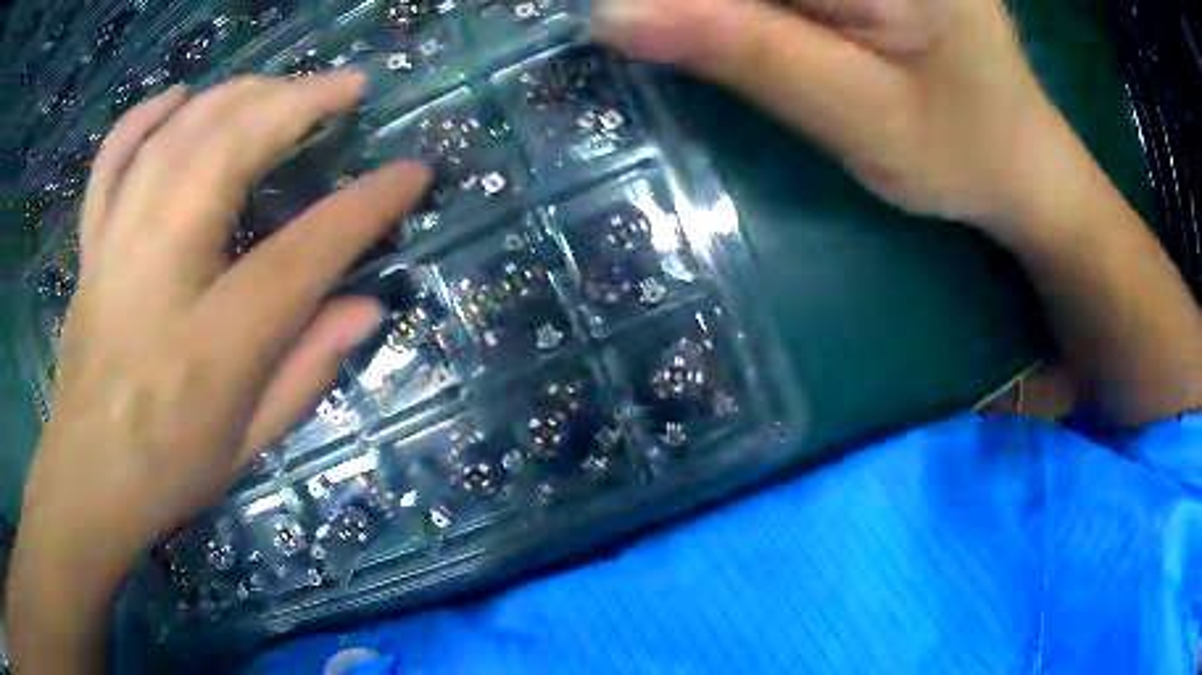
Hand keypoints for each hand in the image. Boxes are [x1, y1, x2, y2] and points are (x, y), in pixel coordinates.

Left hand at [6, 72, 428, 671]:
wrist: (88, 480)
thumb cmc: (170, 468)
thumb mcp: (251, 441)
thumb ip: (309, 369)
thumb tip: (366, 306)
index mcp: (217, 335)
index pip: (307, 248)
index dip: (367, 204)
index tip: (412, 173)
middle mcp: (163, 264)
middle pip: (234, 147)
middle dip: (301, 101)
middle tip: (347, 87)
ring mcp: (119, 243)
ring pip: (180, 132)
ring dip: (238, 93)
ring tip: (280, 86)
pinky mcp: (93, 243)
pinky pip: (116, 156)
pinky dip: (146, 115)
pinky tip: (179, 96)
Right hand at [592, 0, 1061, 225]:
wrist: (1023, 164)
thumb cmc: (961, 153)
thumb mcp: (856, 113)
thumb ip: (743, 51)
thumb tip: (606, 14)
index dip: (674, 2)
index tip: (623, 25)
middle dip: (701, 11)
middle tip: (681, 46)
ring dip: (722, 13)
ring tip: (745, 55)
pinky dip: (752, 12)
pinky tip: (747, 31)